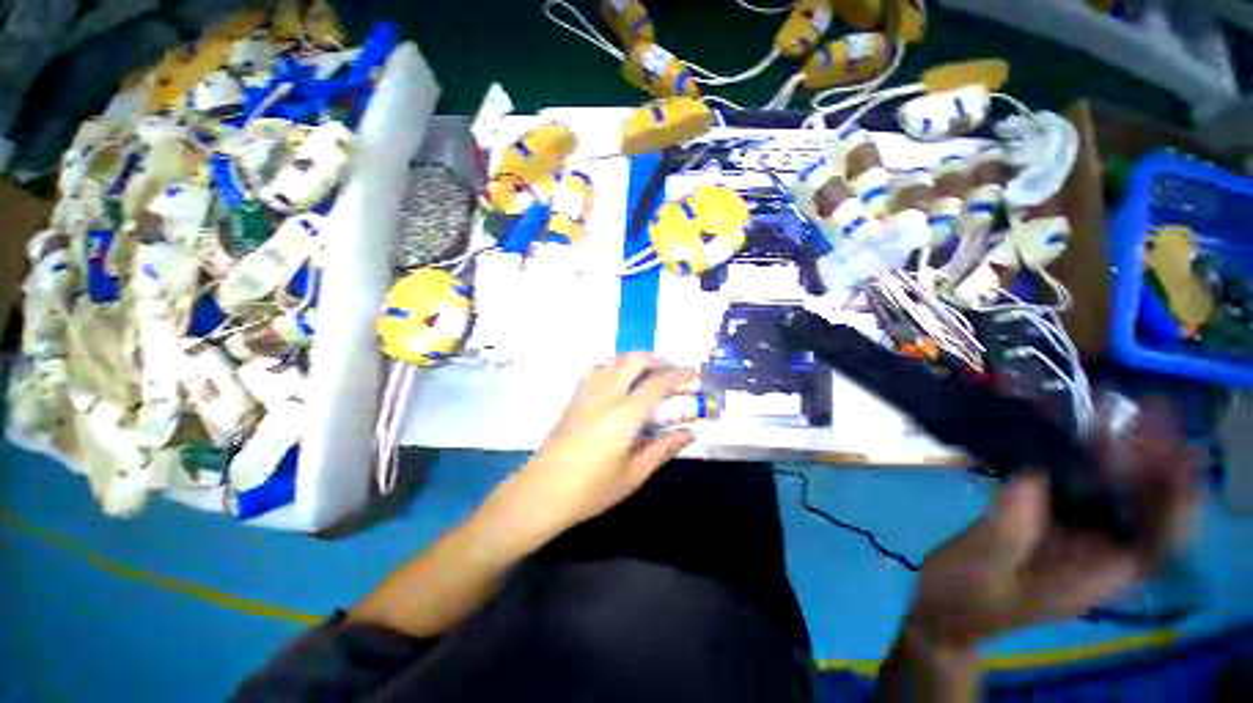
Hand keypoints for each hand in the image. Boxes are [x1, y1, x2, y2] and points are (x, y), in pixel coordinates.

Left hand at [509, 353, 696, 532]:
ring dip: (634, 360)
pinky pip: (596, 370)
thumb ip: (662, 449)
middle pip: (633, 361)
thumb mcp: (633, 474)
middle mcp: (606, 395)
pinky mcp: (574, 398)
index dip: (679, 375)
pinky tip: (617, 381)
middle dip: (656, 360)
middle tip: (670, 370)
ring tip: (647, 372)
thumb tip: (689, 433)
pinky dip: (613, 366)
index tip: (693, 374)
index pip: (658, 384)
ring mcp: (586, 394)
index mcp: (625, 414)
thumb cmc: (591, 489)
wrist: (542, 492)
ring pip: (613, 361)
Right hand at [903, 401, 1196, 654]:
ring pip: (1112, 496)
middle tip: (1146, 415)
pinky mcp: (1048, 526)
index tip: (1179, 457)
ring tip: (1114, 417)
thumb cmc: (965, 600)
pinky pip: (1076, 492)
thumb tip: (1032, 475)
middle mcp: (1096, 556)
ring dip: (1119, 458)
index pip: (1157, 543)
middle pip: (1142, 511)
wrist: (944, 612)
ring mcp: (1072, 540)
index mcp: (1092, 576)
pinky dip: (1081, 464)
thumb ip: (1009, 526)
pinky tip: (1071, 440)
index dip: (1176, 503)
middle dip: (1152, 464)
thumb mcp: (983, 567)